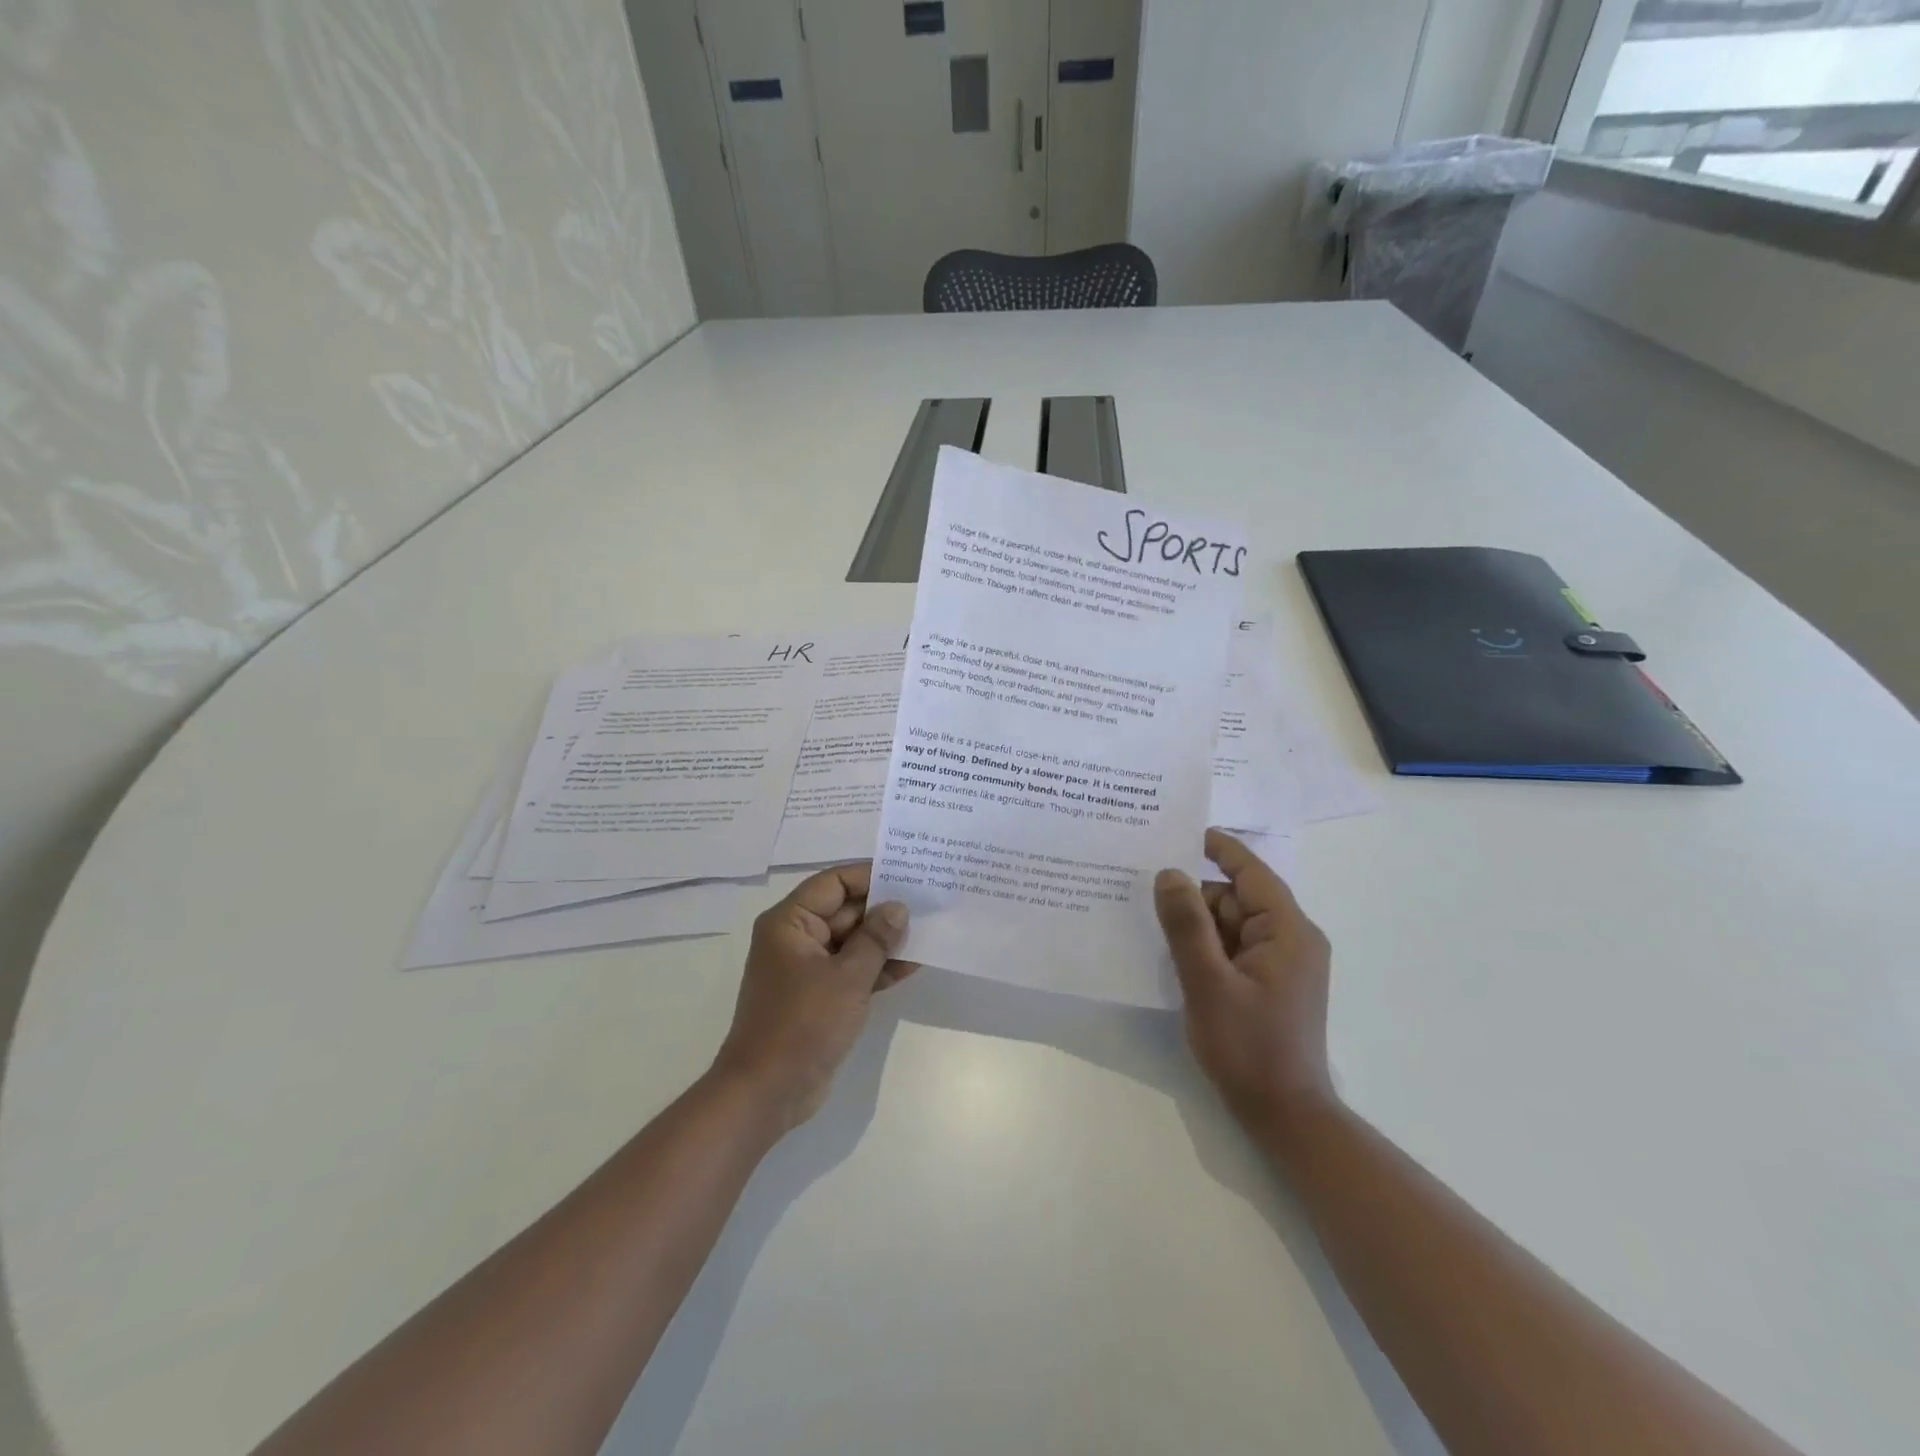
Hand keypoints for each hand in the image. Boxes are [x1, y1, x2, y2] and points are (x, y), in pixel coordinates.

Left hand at [711, 863, 914, 1132]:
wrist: (767, 1093)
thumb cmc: (802, 1024)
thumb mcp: (847, 977)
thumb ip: (876, 938)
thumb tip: (898, 907)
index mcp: (790, 922)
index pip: (834, 882)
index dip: (870, 875)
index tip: (908, 874)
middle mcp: (796, 938)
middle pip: (845, 910)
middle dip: (884, 909)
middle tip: (928, 903)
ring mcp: (808, 969)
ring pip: (852, 941)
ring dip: (885, 940)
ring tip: (928, 932)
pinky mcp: (819, 996)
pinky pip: (852, 970)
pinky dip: (878, 967)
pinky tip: (912, 965)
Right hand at [1154, 829, 1334, 1142]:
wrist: (1285, 1115)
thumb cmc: (1249, 1048)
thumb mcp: (1208, 982)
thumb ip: (1187, 925)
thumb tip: (1168, 873)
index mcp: (1288, 931)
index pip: (1252, 872)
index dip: (1219, 848)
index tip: (1180, 829)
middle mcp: (1291, 939)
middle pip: (1236, 898)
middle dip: (1195, 894)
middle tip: (1144, 885)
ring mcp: (1281, 963)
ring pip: (1231, 923)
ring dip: (1196, 922)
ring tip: (1148, 918)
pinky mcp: (1269, 982)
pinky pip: (1233, 947)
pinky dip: (1205, 944)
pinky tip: (1171, 950)